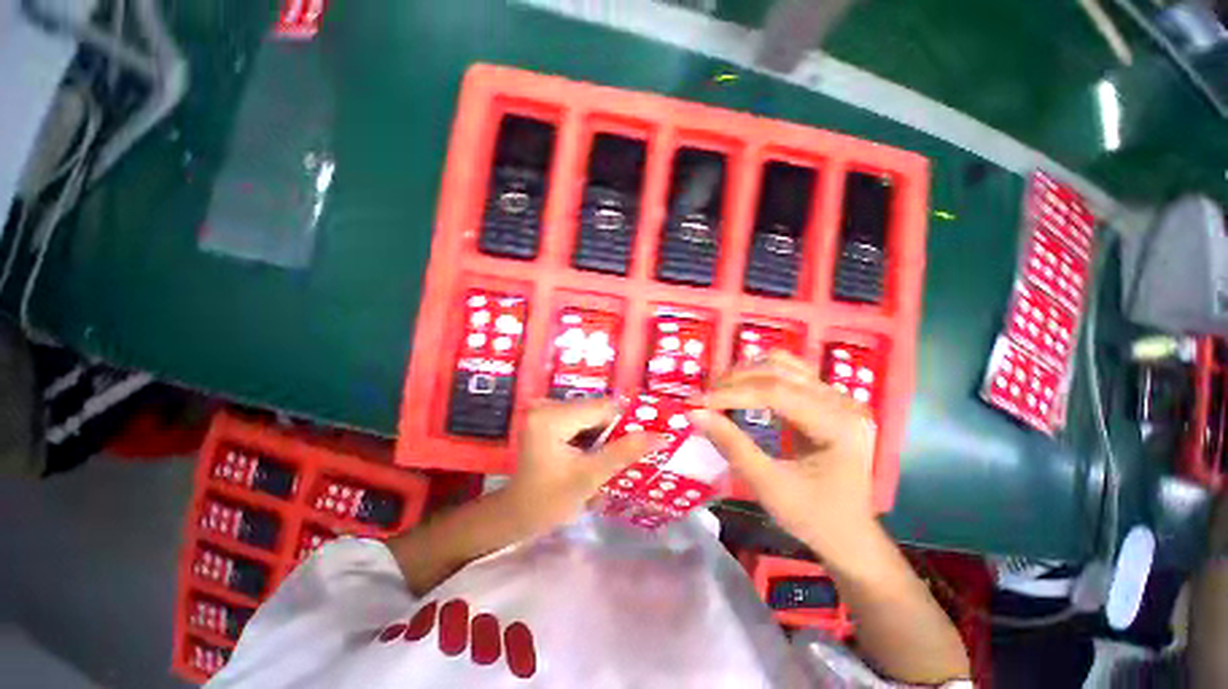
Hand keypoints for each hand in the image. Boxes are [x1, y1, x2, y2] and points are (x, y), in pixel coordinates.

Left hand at [504, 398, 657, 533]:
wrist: (517, 515)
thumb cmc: (549, 501)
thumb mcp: (590, 477)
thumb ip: (624, 453)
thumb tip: (661, 436)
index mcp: (552, 416)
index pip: (603, 408)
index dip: (627, 423)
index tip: (645, 440)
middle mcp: (547, 404)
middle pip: (597, 410)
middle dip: (614, 431)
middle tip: (628, 454)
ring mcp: (545, 409)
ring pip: (591, 415)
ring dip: (605, 434)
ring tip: (611, 457)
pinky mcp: (548, 417)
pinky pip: (581, 419)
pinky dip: (593, 435)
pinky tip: (595, 454)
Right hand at [689, 351, 877, 558]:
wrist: (849, 534)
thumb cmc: (813, 517)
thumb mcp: (768, 486)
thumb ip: (731, 446)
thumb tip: (694, 413)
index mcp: (839, 425)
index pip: (776, 393)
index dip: (731, 394)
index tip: (695, 402)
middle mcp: (842, 401)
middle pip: (779, 371)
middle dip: (735, 382)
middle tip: (704, 399)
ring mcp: (836, 397)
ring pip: (782, 365)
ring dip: (745, 374)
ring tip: (719, 392)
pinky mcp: (826, 399)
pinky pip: (788, 374)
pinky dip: (759, 377)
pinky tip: (742, 390)